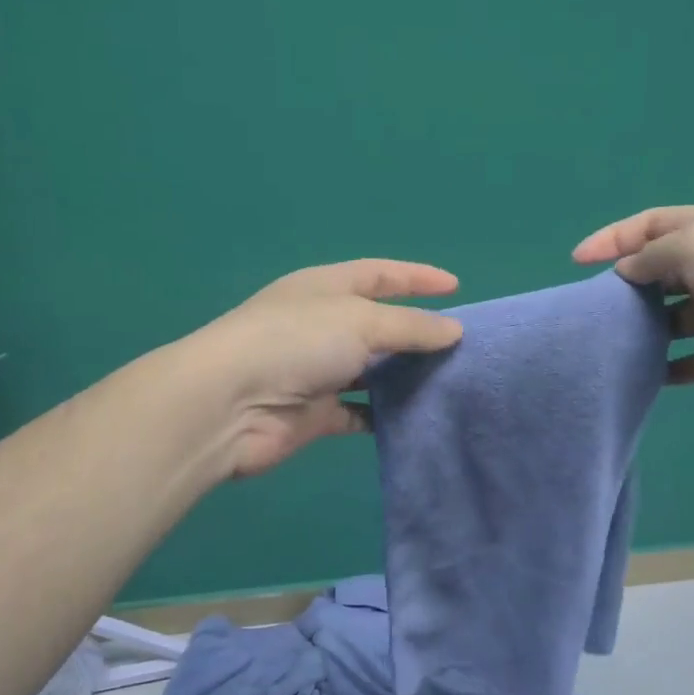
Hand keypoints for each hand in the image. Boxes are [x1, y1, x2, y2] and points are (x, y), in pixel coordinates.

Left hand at [188, 260, 462, 477]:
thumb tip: (454, 331)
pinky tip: (417, 420)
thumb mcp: (361, 321)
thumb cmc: (296, 342)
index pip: (379, 274)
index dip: (416, 277)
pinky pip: (359, 413)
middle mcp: (321, 325)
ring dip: (404, 377)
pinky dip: (384, 416)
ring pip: (371, 371)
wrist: (231, 405)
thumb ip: (410, 327)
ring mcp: (317, 371)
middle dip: (416, 332)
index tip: (456, 286)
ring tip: (450, 383)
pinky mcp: (315, 414)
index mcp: (326, 288)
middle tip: (462, 346)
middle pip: (378, 324)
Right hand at [573, 202, 693, 403]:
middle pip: (661, 271)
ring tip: (612, 344)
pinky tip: (647, 378)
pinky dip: (674, 368)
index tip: (577, 262)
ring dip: (647, 329)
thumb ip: (653, 257)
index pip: (651, 225)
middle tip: (594, 309)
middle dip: (627, 286)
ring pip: (676, 317)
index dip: (612, 239)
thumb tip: (626, 272)